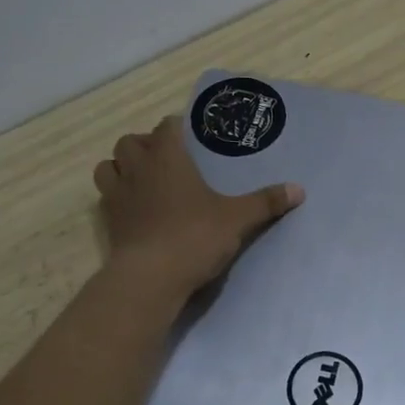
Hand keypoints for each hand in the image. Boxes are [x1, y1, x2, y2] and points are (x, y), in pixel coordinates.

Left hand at [93, 117, 303, 300]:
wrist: (151, 277)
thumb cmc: (194, 236)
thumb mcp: (237, 219)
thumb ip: (266, 202)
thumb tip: (299, 189)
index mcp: (168, 158)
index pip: (167, 127)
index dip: (177, 128)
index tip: (190, 136)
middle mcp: (138, 169)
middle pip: (130, 142)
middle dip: (144, 146)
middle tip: (164, 161)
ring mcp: (117, 195)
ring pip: (108, 167)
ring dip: (121, 168)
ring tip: (141, 181)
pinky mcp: (108, 222)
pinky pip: (106, 199)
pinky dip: (116, 198)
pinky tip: (134, 212)